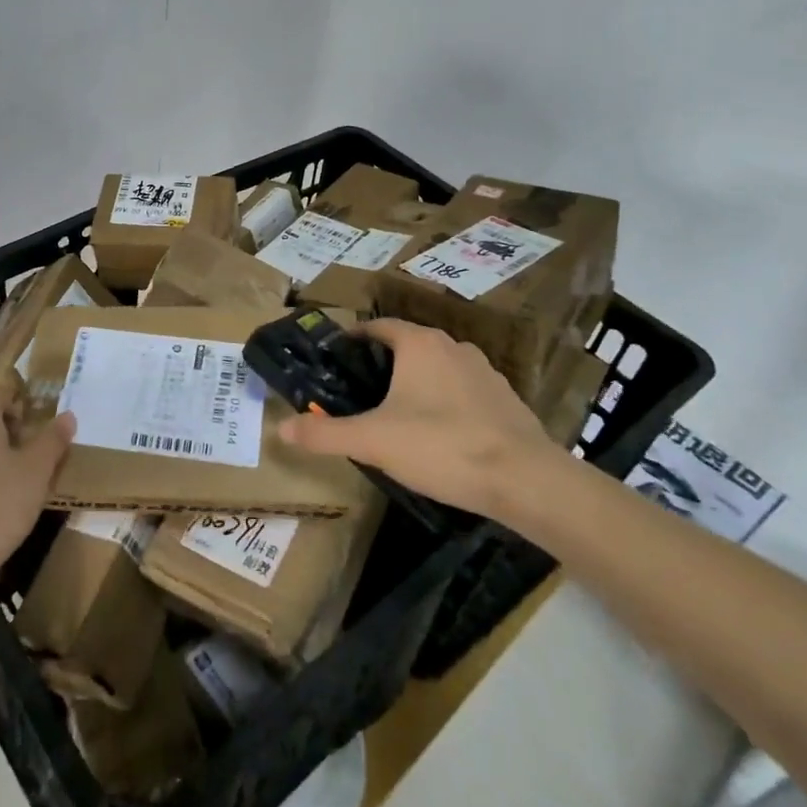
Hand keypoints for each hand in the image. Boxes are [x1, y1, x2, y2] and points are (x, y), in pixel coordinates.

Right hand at [278, 318, 562, 520]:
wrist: (526, 480)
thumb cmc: (441, 446)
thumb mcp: (373, 441)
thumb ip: (324, 434)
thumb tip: (280, 430)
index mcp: (419, 344)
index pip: (378, 327)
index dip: (355, 339)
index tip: (336, 358)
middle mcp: (452, 346)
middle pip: (408, 345)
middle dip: (383, 364)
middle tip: (360, 392)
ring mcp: (484, 371)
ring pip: (438, 367)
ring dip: (417, 382)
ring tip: (398, 414)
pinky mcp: (506, 398)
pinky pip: (464, 390)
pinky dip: (446, 402)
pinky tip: (440, 434)